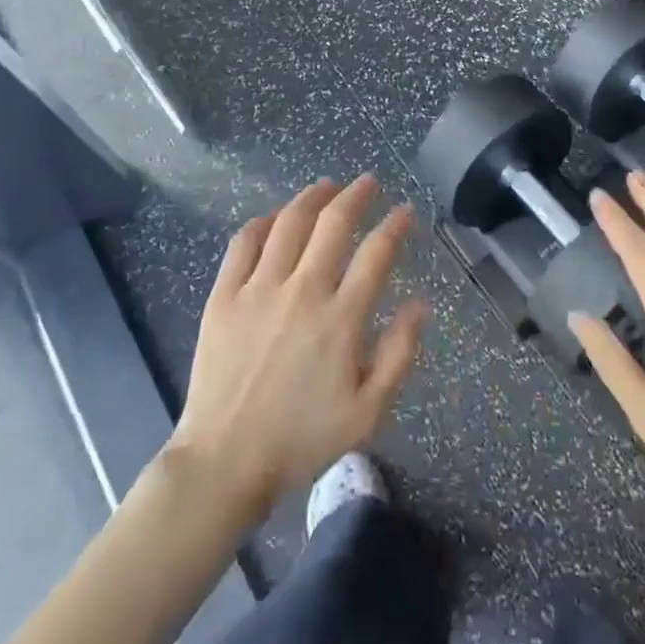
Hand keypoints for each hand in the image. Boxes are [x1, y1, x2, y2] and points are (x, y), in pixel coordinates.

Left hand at [168, 176, 427, 520]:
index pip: (376, 254)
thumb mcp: (367, 413)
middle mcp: (303, 291)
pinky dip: (262, 222)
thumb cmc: (301, 439)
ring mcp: (259, 289)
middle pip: (333, 224)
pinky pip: (244, 243)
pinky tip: (274, 217)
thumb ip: (399, 354)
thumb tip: (419, 304)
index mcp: (341, 319)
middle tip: (368, 182)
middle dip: (356, 195)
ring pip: (289, 223)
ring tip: (326, 186)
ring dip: (312, 198)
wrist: (225, 462)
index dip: (394, 225)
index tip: (404, 211)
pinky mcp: (224, 295)